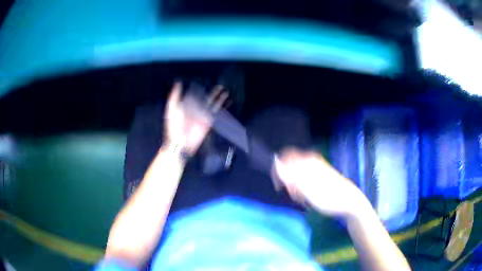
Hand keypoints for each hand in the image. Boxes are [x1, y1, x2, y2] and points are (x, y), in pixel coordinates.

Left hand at [164, 82, 227, 155]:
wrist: (181, 142)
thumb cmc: (174, 126)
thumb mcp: (172, 109)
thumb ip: (174, 96)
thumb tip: (178, 83)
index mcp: (185, 105)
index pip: (193, 94)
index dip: (198, 87)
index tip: (203, 79)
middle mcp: (194, 109)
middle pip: (204, 98)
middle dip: (210, 92)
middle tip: (217, 85)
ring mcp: (202, 115)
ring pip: (211, 103)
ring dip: (217, 97)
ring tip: (224, 90)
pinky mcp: (208, 121)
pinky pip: (215, 112)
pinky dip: (220, 106)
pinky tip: (226, 101)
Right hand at [274, 148, 369, 217]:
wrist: (349, 201)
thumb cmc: (328, 197)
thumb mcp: (306, 189)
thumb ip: (289, 175)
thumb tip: (276, 163)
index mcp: (307, 160)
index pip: (282, 159)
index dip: (278, 173)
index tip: (280, 188)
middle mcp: (311, 160)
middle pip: (289, 167)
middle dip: (287, 182)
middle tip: (294, 196)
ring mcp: (316, 167)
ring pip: (296, 175)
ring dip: (295, 188)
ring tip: (303, 199)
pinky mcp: (320, 175)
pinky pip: (304, 179)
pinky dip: (302, 189)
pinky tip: (308, 197)